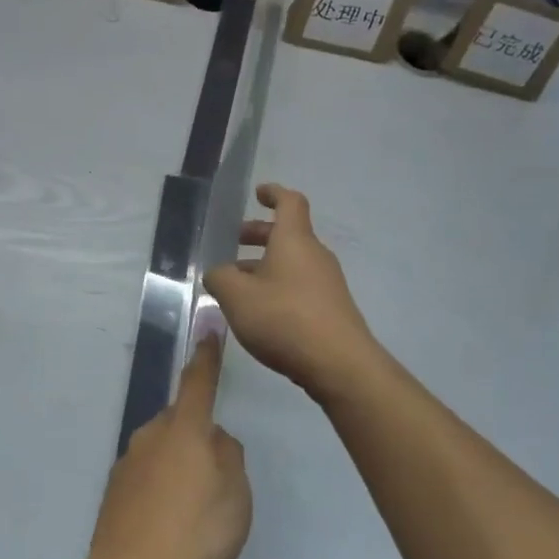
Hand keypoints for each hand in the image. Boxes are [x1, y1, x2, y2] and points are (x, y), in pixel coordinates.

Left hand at [84, 335, 251, 558]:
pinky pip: (148, 478)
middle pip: (181, 422)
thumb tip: (215, 440)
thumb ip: (229, 457)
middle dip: (198, 437)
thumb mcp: (236, 495)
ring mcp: (128, 461)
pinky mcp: (115, 490)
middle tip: (217, 481)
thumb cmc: (195, 534)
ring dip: (179, 468)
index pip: (198, 381)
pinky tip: (170, 528)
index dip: (207, 355)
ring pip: (164, 451)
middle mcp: (151, 434)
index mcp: (184, 428)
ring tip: (195, 515)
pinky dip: (161, 491)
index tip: (209, 327)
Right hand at [203, 183, 375, 398]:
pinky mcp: (331, 309)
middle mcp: (314, 255)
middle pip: (287, 234)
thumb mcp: (236, 296)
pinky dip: (278, 287)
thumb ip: (219, 278)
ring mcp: (327, 283)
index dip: (273, 193)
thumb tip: (218, 273)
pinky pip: (299, 286)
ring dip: (264, 266)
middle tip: (232, 244)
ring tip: (236, 286)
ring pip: (291, 263)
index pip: (289, 202)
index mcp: (294, 240)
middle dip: (258, 235)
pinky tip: (259, 312)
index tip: (257, 194)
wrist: (340, 365)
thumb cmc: (284, 318)